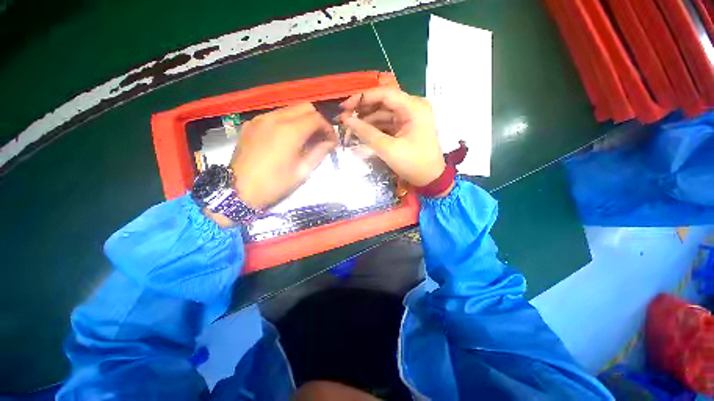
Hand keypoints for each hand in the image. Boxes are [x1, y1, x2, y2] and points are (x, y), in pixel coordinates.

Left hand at [230, 103, 337, 209]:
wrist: (237, 190)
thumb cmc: (274, 184)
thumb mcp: (302, 171)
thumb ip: (319, 153)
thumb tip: (331, 142)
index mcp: (290, 131)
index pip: (317, 118)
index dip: (328, 128)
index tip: (332, 141)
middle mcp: (275, 118)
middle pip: (305, 107)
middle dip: (317, 120)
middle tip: (320, 138)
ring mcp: (261, 119)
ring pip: (290, 109)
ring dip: (303, 120)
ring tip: (305, 138)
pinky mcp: (251, 124)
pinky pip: (275, 115)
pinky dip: (287, 122)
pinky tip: (287, 138)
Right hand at [338, 88, 445, 187]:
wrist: (430, 179)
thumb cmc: (413, 164)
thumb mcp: (388, 149)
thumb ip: (366, 132)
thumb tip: (346, 120)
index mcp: (414, 107)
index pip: (384, 94)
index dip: (362, 98)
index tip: (344, 108)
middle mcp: (413, 107)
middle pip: (383, 102)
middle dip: (363, 109)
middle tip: (344, 118)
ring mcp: (410, 117)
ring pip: (384, 113)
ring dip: (367, 119)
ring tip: (350, 127)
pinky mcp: (406, 126)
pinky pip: (388, 122)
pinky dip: (375, 127)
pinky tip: (362, 131)